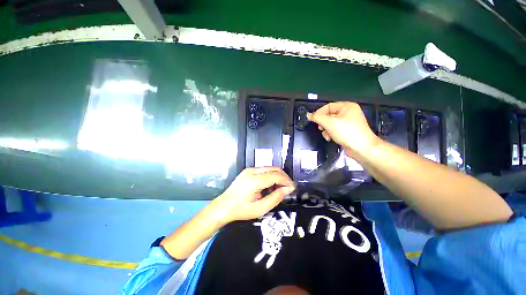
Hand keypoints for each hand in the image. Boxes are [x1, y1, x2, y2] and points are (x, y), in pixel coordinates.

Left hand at [211, 167, 294, 224]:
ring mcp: (249, 169)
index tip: (292, 188)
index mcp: (254, 181)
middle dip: (284, 177)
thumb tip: (287, 189)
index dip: (286, 181)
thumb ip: (275, 198)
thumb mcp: (260, 209)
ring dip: (278, 176)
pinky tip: (270, 186)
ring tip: (279, 189)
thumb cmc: (240, 210)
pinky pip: (264, 170)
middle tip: (287, 188)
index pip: (276, 175)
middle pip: (274, 169)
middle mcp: (252, 171)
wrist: (223, 206)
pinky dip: (271, 176)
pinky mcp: (248, 170)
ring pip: (270, 168)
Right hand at [307, 102, 378, 156]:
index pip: (328, 106)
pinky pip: (334, 129)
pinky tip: (330, 138)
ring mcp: (348, 122)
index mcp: (347, 106)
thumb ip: (318, 118)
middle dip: (323, 123)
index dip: (319, 113)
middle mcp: (348, 113)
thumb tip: (309, 115)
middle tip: (321, 128)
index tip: (312, 120)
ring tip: (326, 135)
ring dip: (326, 130)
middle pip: (329, 115)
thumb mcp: (330, 123)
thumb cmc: (347, 133)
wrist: (361, 148)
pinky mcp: (347, 131)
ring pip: (330, 123)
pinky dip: (330, 133)